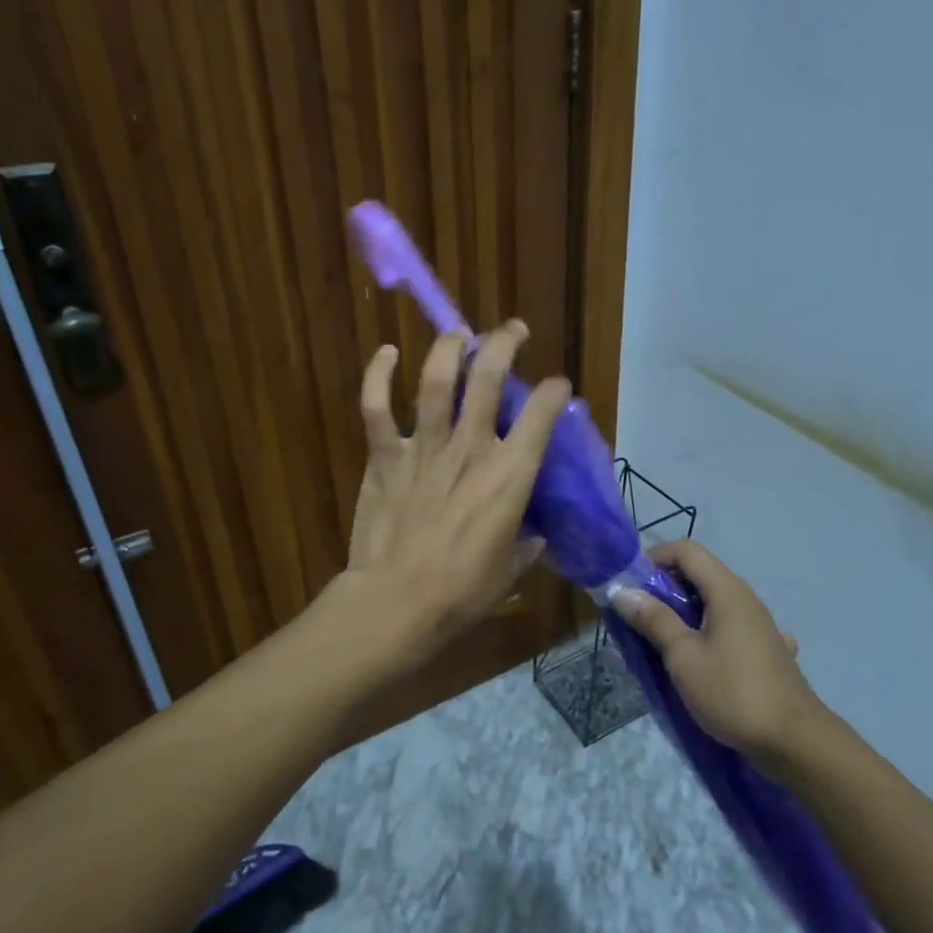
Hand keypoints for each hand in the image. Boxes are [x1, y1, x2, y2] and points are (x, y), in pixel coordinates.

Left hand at [341, 323, 570, 655]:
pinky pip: (376, 406)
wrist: (397, 601)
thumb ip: (525, 544)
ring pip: (436, 379)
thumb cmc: (462, 592)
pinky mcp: (385, 456)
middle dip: (504, 343)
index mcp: (510, 474)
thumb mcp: (511, 570)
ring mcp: (425, 447)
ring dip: (449, 347)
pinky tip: (386, 352)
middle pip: (489, 377)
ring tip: (459, 333)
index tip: (556, 387)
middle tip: (512, 331)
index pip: (542, 414)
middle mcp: (471, 447)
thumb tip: (532, 535)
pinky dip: (379, 374)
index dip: (553, 391)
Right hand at [612, 539, 821, 759]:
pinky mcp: (767, 650)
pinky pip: (729, 628)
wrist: (795, 741)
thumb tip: (622, 591)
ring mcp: (760, 624)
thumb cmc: (732, 692)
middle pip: (699, 574)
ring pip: (714, 603)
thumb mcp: (683, 656)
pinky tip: (706, 659)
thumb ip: (654, 620)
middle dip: (664, 587)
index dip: (654, 557)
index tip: (630, 584)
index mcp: (726, 590)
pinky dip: (709, 633)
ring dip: (684, 613)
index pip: (686, 550)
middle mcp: (746, 598)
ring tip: (661, 640)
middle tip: (637, 615)